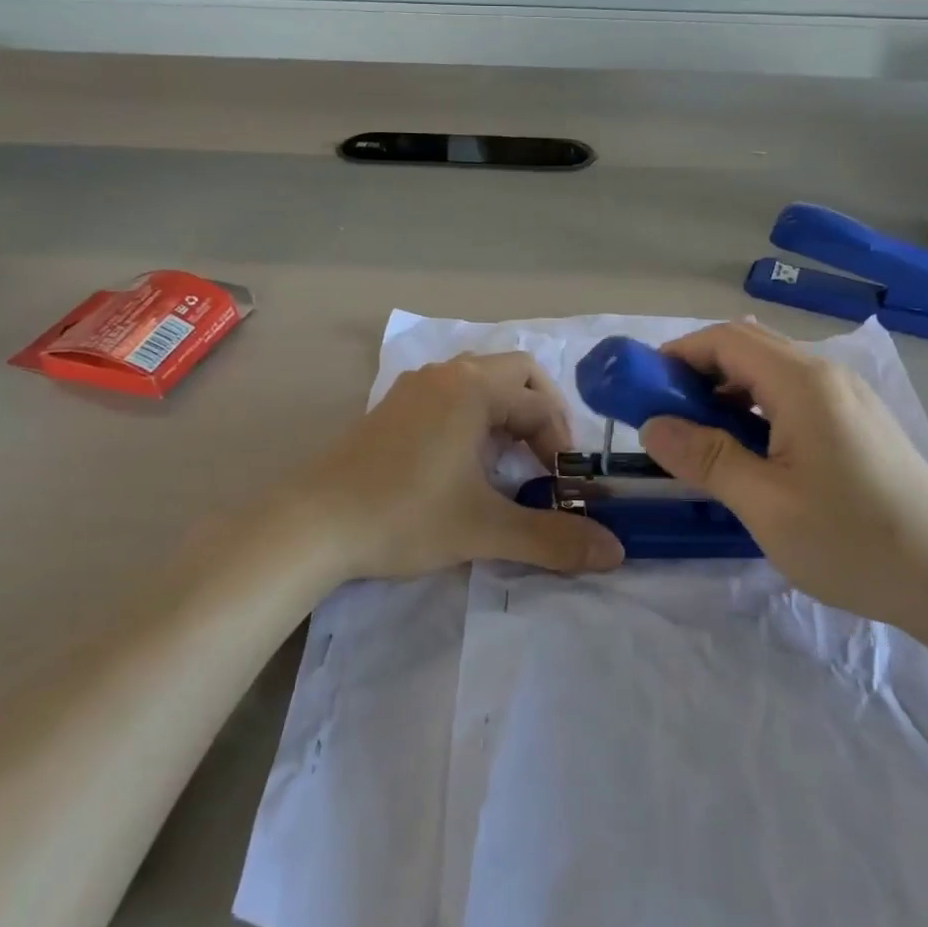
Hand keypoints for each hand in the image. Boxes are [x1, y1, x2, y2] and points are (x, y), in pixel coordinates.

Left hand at [291, 352, 622, 583]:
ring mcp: (416, 387)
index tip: (564, 486)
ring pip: (482, 381)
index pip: (541, 404)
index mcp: (473, 388)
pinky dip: (476, 416)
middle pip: (517, 374)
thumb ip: (552, 539)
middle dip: (542, 413)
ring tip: (511, 461)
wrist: (312, 523)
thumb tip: (615, 552)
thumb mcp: (484, 529)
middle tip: (548, 459)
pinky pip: (452, 394)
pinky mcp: (394, 406)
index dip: (563, 444)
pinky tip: (467, 461)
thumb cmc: (404, 515)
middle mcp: (447, 374)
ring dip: (507, 413)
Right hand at [639, 321, 927, 630]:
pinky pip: (795, 396)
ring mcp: (849, 398)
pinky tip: (751, 453)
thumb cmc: (854, 542)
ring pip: (772, 372)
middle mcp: (829, 375)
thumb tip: (652, 426)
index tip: (644, 389)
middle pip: (749, 348)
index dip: (678, 355)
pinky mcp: (860, 423)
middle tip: (667, 417)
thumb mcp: (766, 505)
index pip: (726, 339)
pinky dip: (757, 409)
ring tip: (703, 439)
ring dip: (728, 392)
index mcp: (804, 383)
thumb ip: (706, 458)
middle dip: (698, 372)